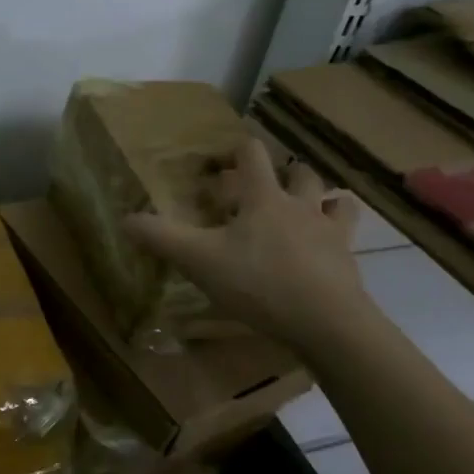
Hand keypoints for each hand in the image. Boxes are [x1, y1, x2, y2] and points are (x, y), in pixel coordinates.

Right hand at [124, 137, 368, 348]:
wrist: (327, 322)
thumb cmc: (259, 283)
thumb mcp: (199, 261)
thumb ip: (161, 238)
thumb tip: (125, 219)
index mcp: (263, 197)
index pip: (252, 154)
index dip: (236, 151)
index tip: (221, 164)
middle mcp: (301, 204)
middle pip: (299, 172)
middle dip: (283, 174)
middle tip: (263, 190)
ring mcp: (330, 231)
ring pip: (331, 198)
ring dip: (318, 198)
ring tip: (303, 211)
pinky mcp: (348, 259)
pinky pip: (348, 233)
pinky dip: (338, 231)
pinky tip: (327, 245)